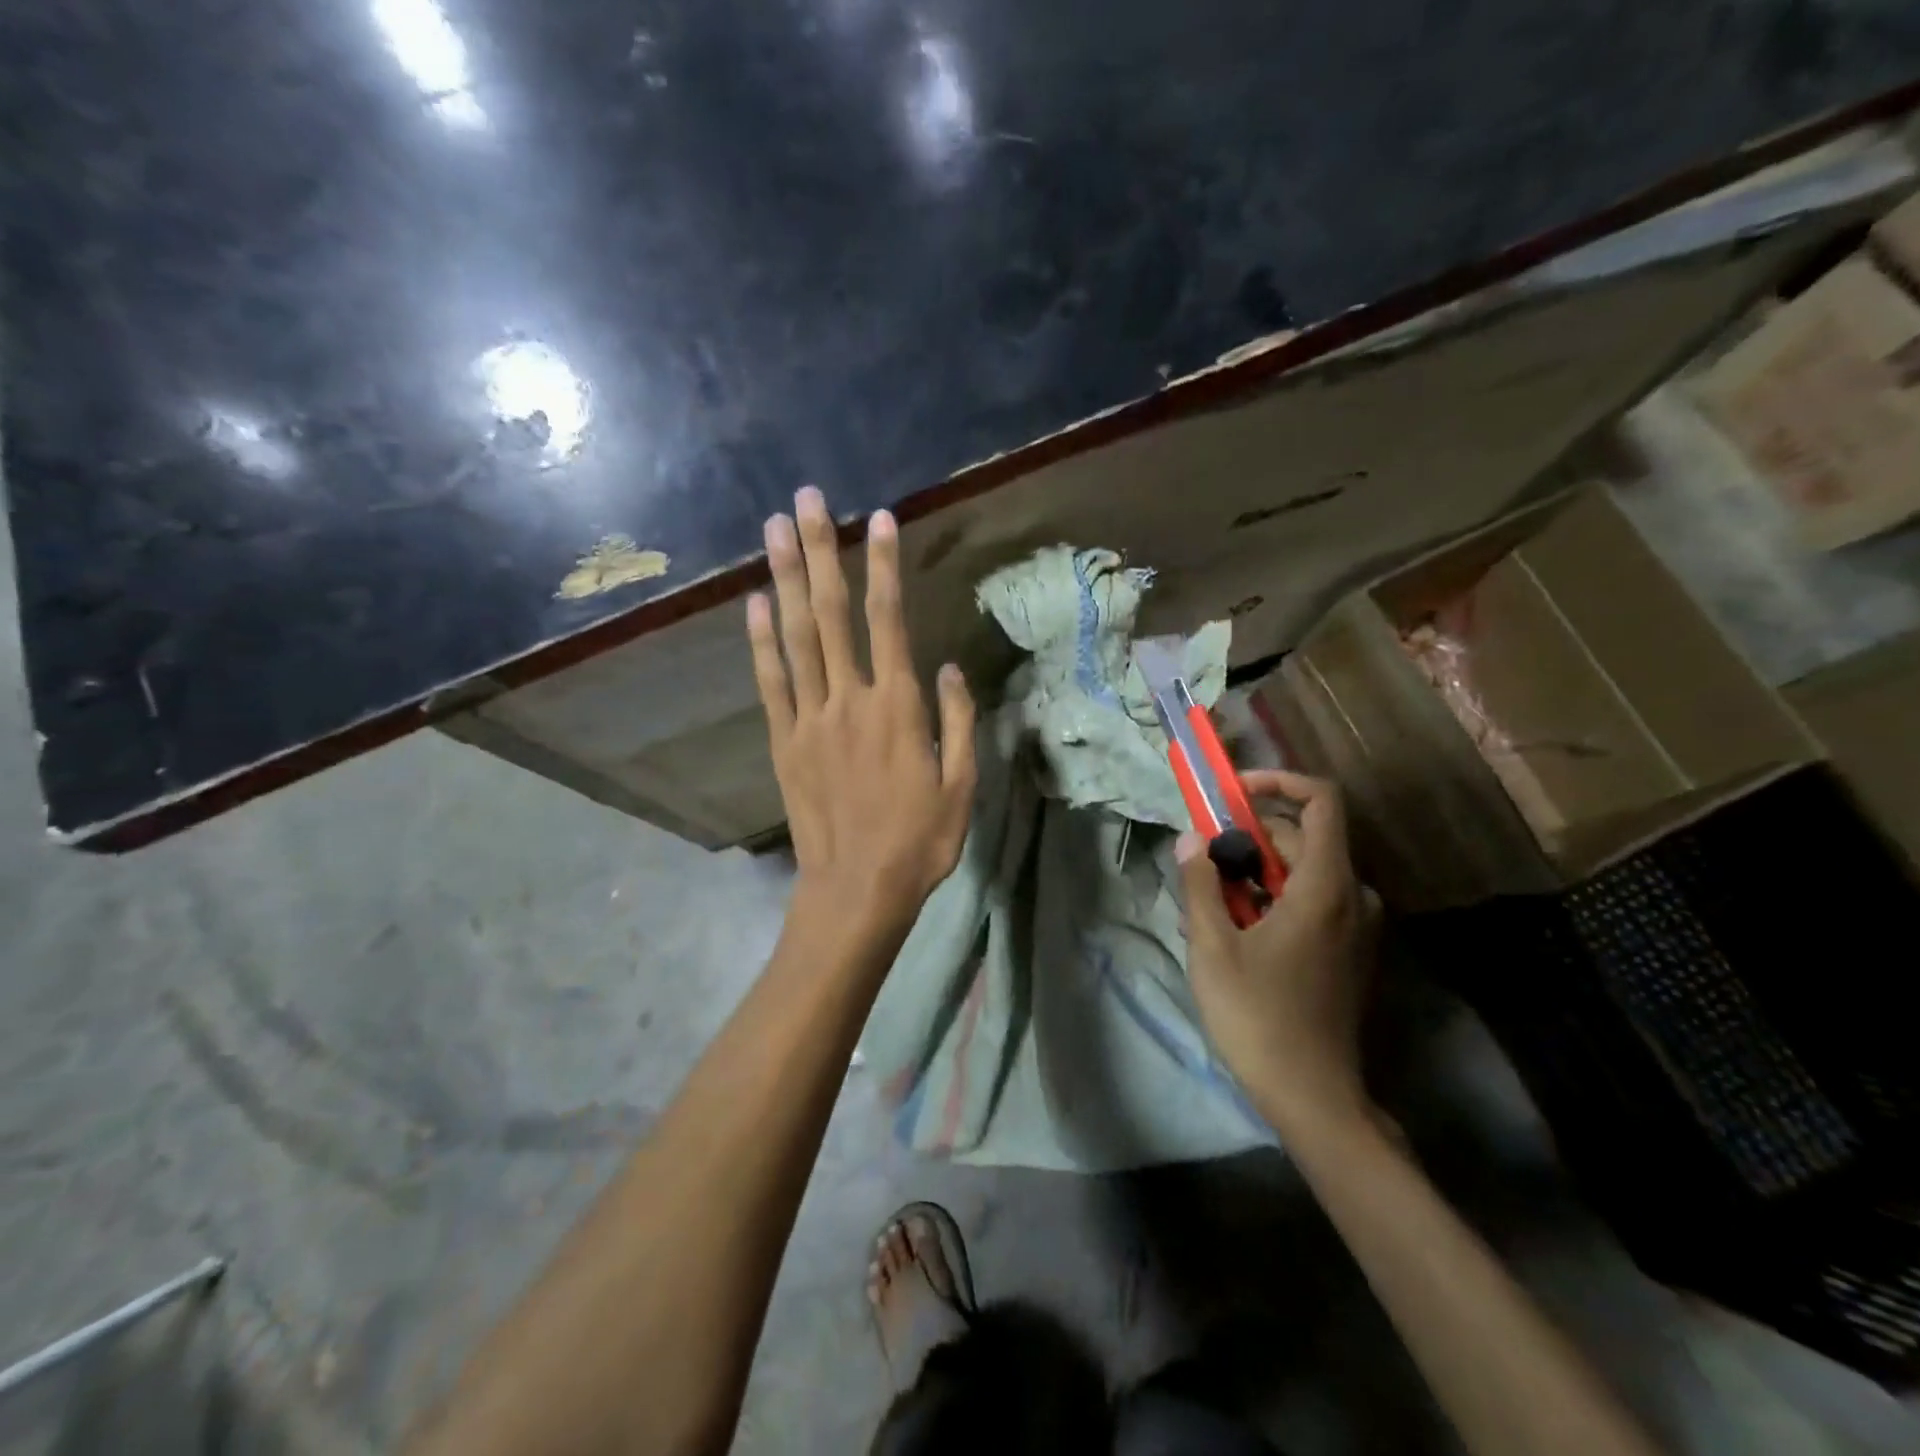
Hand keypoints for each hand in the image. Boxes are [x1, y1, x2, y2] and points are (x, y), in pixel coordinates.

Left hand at [748, 487, 976, 937]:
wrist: (858, 889)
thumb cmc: (920, 840)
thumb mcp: (962, 784)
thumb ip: (957, 720)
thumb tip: (949, 666)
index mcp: (898, 707)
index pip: (889, 620)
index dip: (884, 565)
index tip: (878, 517)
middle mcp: (850, 700)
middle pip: (832, 612)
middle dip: (822, 550)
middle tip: (807, 498)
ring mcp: (810, 719)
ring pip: (797, 637)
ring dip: (786, 578)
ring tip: (773, 528)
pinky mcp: (784, 742)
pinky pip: (771, 682)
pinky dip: (760, 641)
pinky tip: (754, 603)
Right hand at [1178, 770, 1379, 1137]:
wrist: (1315, 1097)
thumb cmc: (1258, 1016)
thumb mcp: (1213, 947)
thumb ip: (1200, 884)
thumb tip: (1191, 838)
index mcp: (1326, 886)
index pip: (1321, 801)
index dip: (1278, 782)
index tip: (1233, 795)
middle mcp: (1354, 897)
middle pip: (1305, 837)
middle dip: (1251, 836)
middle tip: (1203, 860)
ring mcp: (1358, 927)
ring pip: (1306, 871)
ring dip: (1259, 870)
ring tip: (1213, 901)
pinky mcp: (1351, 951)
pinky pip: (1315, 900)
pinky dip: (1277, 896)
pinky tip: (1240, 930)